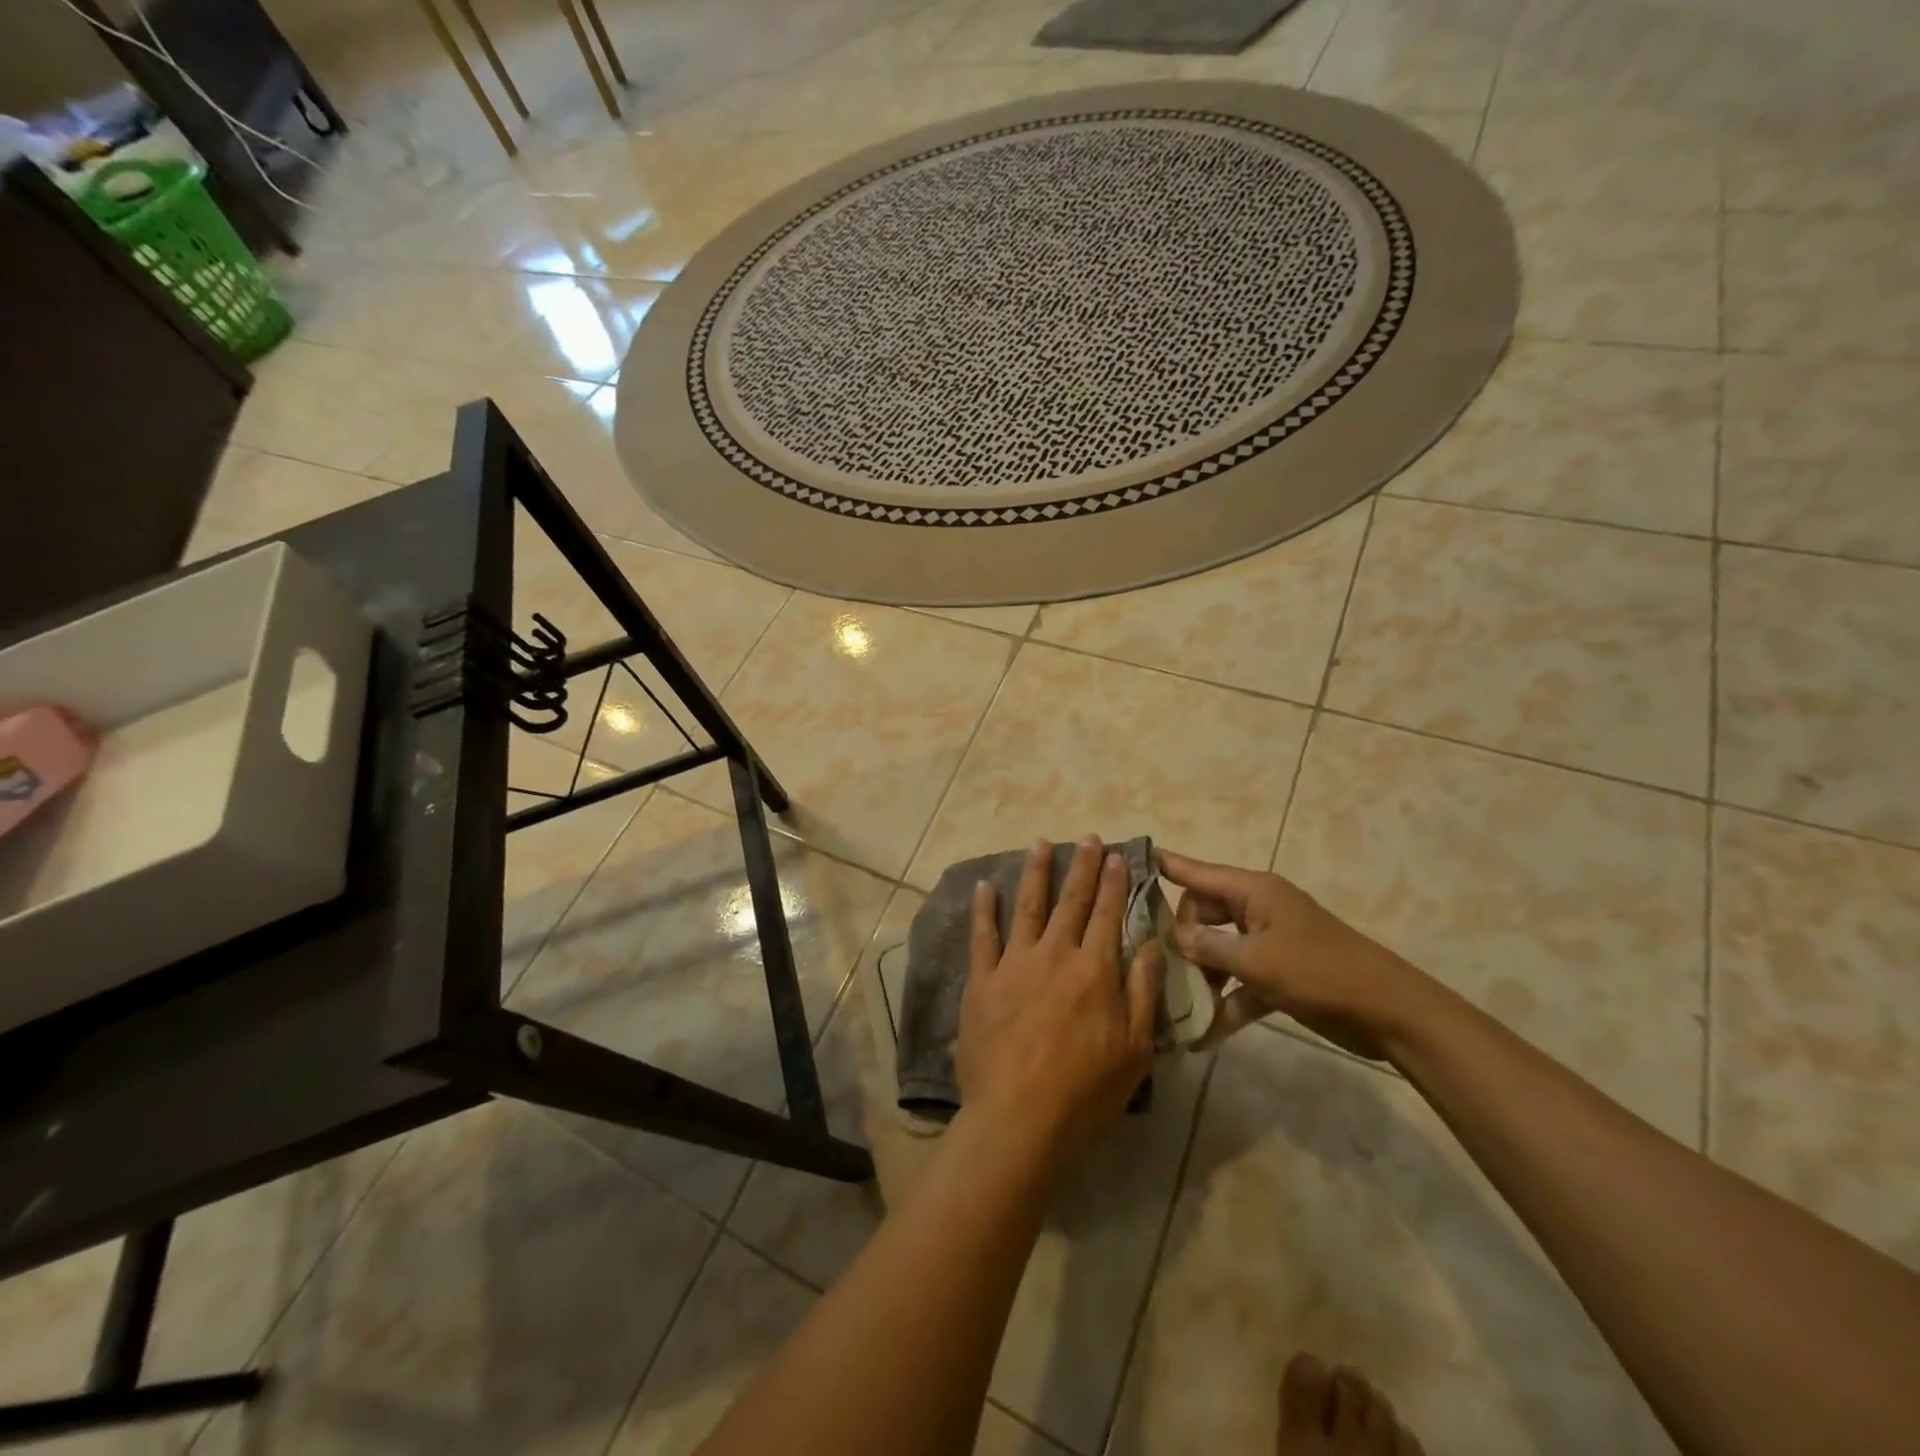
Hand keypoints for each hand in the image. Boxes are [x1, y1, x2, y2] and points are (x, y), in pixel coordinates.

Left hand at [958, 838, 1165, 1160]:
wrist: (1019, 1115)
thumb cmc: (1085, 1089)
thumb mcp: (1135, 1048)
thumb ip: (1144, 991)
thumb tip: (1152, 943)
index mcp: (1095, 970)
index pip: (1108, 914)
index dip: (1114, 883)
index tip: (1118, 855)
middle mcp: (1055, 954)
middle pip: (1071, 901)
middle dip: (1082, 866)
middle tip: (1088, 838)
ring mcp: (1015, 963)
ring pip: (1028, 906)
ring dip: (1035, 872)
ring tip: (1040, 842)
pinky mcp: (982, 979)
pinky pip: (983, 935)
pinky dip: (984, 908)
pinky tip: (985, 885)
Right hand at [1157, 849, 1427, 1061]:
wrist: (1388, 1012)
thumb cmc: (1318, 972)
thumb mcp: (1256, 959)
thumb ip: (1209, 946)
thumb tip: (1174, 936)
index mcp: (1253, 892)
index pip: (1196, 872)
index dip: (1165, 865)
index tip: (1128, 858)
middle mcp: (1257, 910)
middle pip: (1203, 914)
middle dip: (1182, 940)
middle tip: (1160, 966)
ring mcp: (1269, 942)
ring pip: (1219, 950)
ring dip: (1202, 977)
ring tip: (1175, 1005)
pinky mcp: (1280, 974)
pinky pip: (1241, 982)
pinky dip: (1226, 1002)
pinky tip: (1203, 1033)